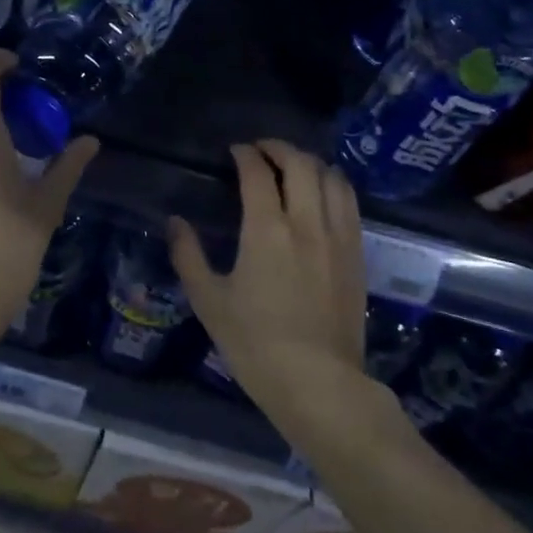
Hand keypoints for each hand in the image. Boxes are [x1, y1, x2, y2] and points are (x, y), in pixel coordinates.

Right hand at [168, 140, 367, 415]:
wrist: (319, 384)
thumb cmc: (256, 345)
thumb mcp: (209, 302)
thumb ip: (188, 256)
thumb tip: (175, 222)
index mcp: (267, 229)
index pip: (258, 173)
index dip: (245, 154)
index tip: (235, 151)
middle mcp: (306, 222)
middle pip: (300, 163)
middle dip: (279, 148)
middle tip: (261, 151)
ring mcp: (338, 236)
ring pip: (331, 177)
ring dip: (310, 162)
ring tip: (293, 165)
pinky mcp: (357, 253)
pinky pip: (350, 202)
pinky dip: (334, 184)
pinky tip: (323, 192)